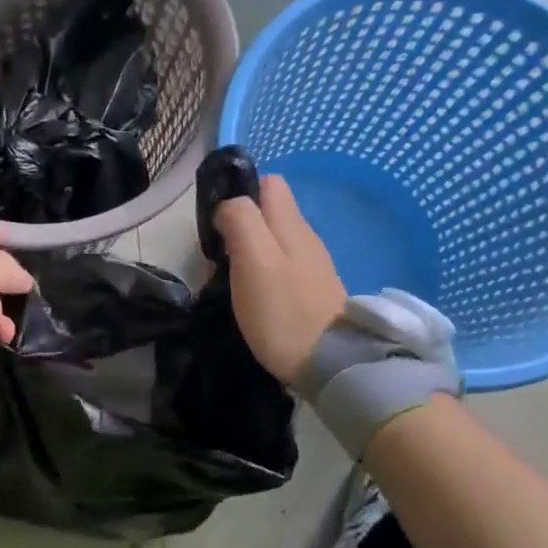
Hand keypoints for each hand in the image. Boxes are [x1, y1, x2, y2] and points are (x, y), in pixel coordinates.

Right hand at [214, 174, 346, 383]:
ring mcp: (311, 265)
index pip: (269, 183)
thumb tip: (228, 205)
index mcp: (291, 223)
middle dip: (241, 225)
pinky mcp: (311, 291)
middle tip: (219, 256)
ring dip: (249, 251)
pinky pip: (280, 266)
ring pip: (273, 240)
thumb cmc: (282, 310)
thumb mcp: (253, 259)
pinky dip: (261, 273)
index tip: (218, 223)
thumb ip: (240, 220)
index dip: (240, 194)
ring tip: (229, 279)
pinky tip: (252, 296)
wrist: (329, 364)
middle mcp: (305, 237)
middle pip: (270, 212)